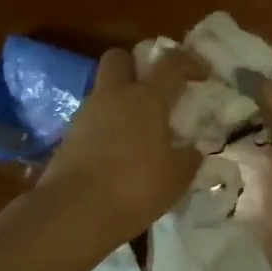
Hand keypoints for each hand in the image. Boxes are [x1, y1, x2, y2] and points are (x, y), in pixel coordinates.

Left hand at [41, 46, 204, 243]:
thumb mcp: (177, 177)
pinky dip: (107, 127)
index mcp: (145, 98)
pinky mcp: (68, 137)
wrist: (73, 212)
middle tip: (154, 89)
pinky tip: (119, 153)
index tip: (203, 74)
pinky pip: (92, 119)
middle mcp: (113, 96)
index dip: (189, 62)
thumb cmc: (135, 187)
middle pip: (118, 58)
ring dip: (120, 100)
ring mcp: (85, 115)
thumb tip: (191, 150)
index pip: (171, 63)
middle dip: (136, 65)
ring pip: (103, 90)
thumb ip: (188, 157)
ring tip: (139, 130)